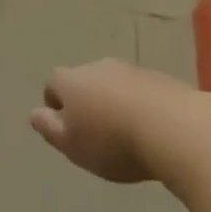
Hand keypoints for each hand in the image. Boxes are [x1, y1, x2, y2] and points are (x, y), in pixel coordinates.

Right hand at [30, 58, 182, 182]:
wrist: (175, 128)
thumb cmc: (112, 141)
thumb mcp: (71, 144)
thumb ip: (49, 128)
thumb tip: (35, 114)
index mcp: (70, 80)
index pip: (52, 85)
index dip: (56, 107)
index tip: (67, 131)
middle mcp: (96, 67)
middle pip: (84, 82)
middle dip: (87, 103)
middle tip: (96, 135)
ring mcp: (130, 70)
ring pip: (113, 86)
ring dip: (115, 103)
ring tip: (127, 135)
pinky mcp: (160, 79)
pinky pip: (142, 92)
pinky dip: (141, 107)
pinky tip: (152, 132)